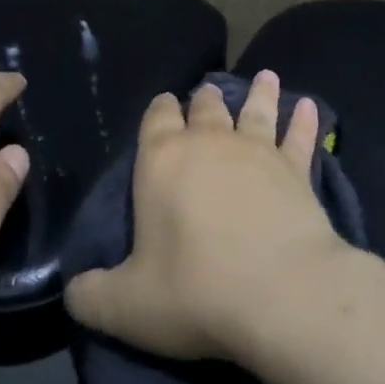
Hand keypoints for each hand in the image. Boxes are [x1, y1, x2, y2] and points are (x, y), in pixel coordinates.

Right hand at [63, 70, 350, 359]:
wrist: (283, 295)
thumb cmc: (195, 292)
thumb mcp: (125, 306)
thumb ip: (91, 295)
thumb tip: (74, 293)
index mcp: (162, 161)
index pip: (156, 119)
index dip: (159, 109)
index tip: (164, 103)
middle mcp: (210, 144)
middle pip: (206, 109)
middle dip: (204, 100)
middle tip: (207, 92)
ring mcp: (259, 153)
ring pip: (257, 111)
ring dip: (259, 94)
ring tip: (264, 77)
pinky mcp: (298, 172)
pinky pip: (301, 137)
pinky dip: (305, 121)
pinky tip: (310, 107)